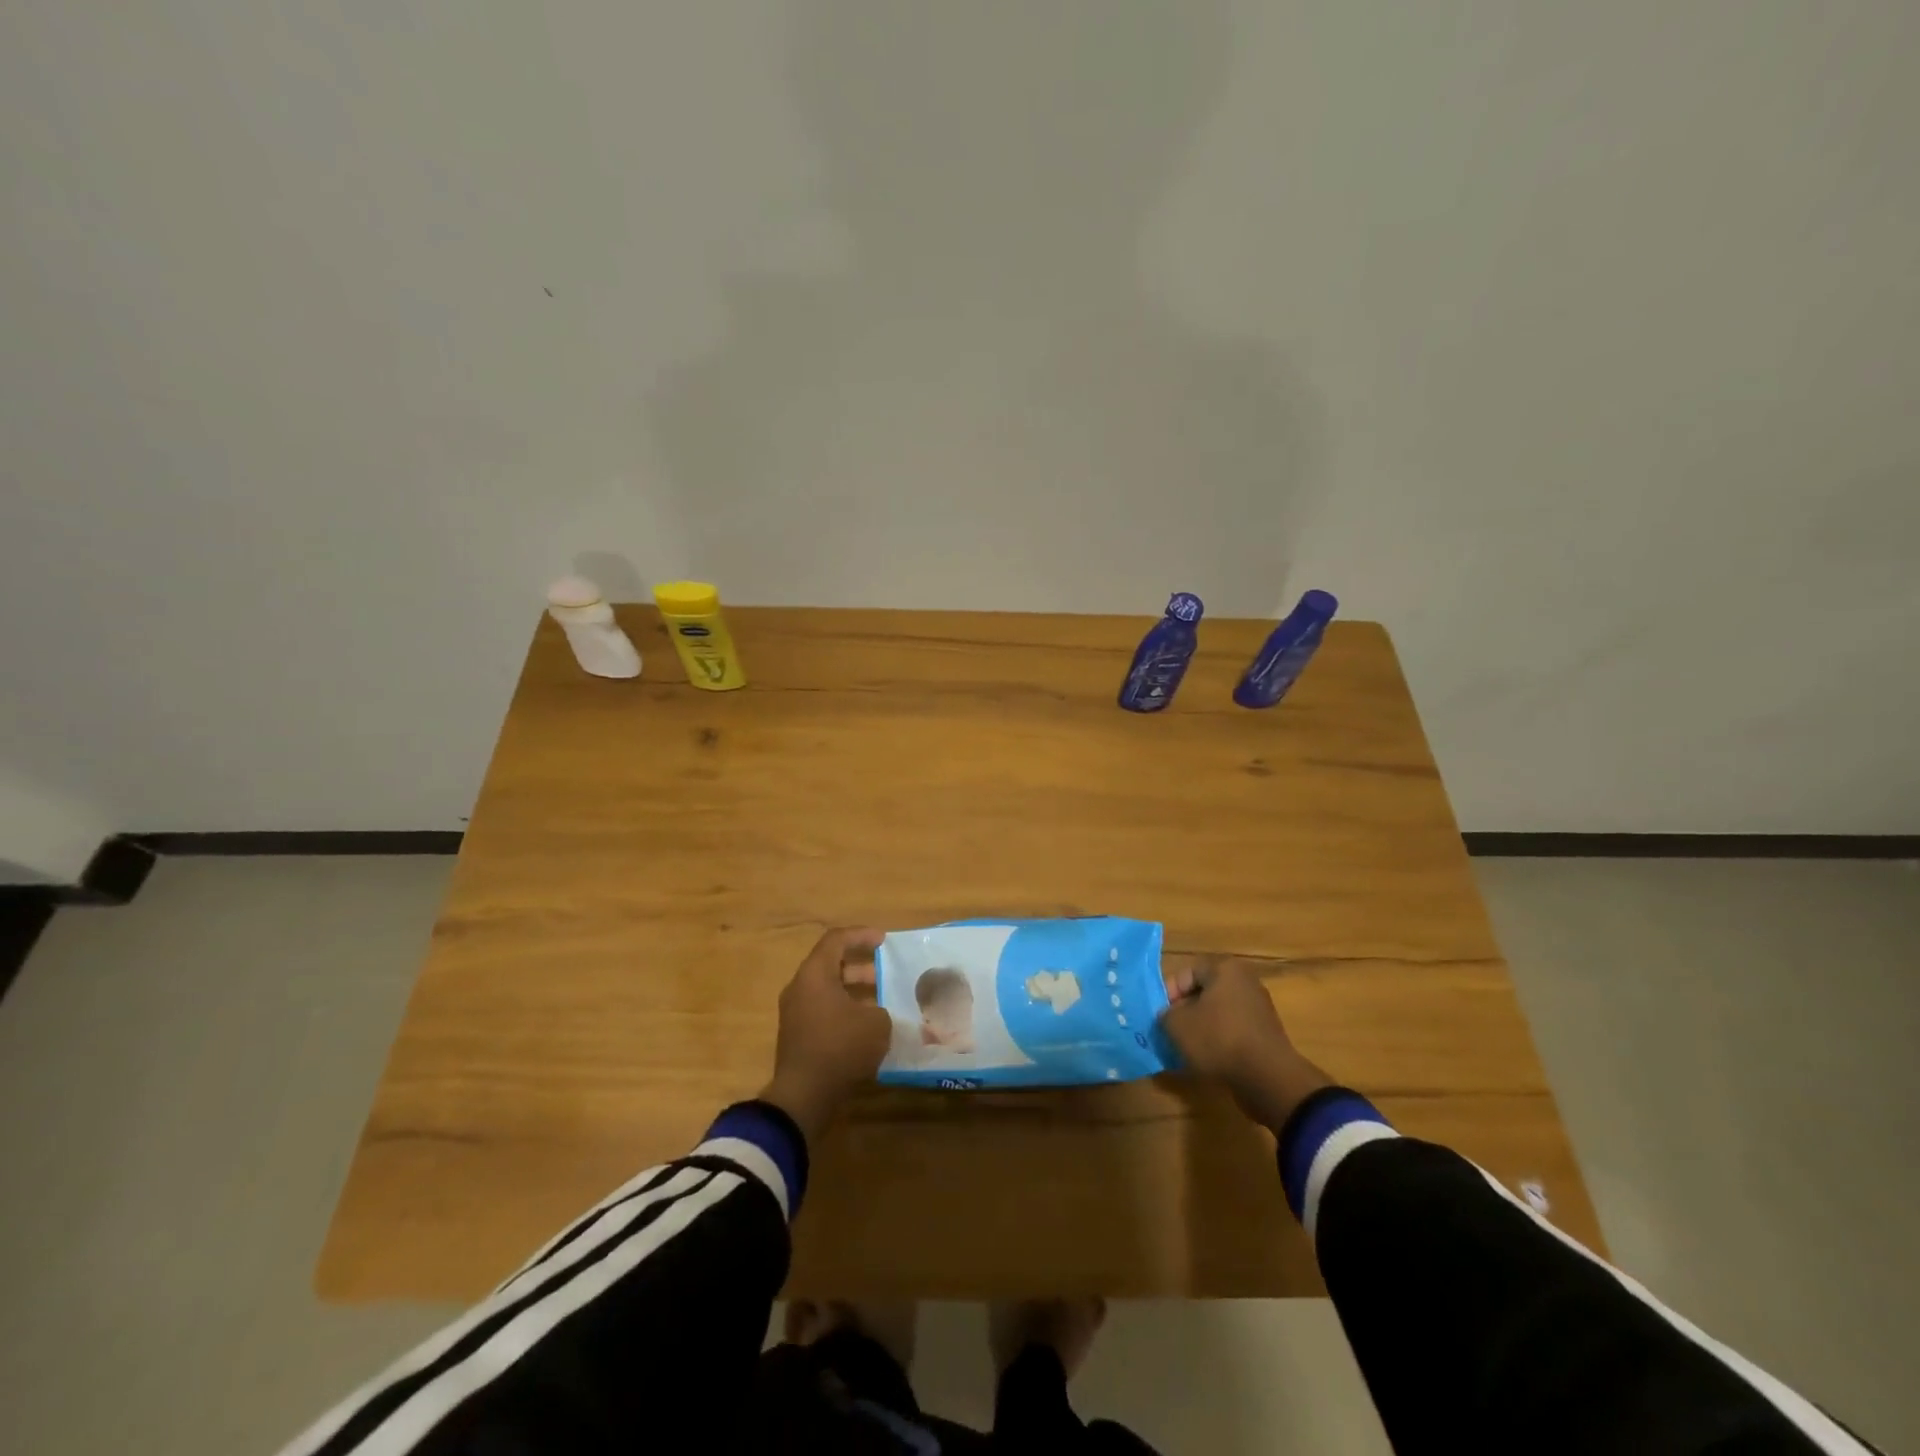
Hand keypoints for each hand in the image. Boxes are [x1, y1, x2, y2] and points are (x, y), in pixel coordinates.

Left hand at [759, 926, 891, 1142]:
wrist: (804, 1096)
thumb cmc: (840, 1047)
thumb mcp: (876, 1023)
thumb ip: (882, 1009)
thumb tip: (879, 1013)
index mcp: (815, 974)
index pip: (836, 939)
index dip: (861, 935)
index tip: (884, 941)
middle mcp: (800, 988)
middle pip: (831, 965)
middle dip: (861, 968)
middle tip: (886, 976)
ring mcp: (795, 1013)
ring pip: (828, 991)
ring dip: (855, 993)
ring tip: (882, 1004)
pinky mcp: (797, 1036)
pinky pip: (824, 1012)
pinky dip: (845, 1013)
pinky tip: (867, 1029)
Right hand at [1159, 956, 1332, 1132]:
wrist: (1267, 1078)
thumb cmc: (1218, 1039)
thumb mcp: (1177, 1025)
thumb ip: (1165, 1014)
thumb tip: (1169, 1016)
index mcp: (1224, 968)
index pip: (1186, 973)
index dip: (1169, 994)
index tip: (1161, 1017)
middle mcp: (1245, 981)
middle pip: (1203, 993)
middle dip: (1185, 1012)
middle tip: (1172, 1032)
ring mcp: (1259, 1008)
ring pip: (1218, 1013)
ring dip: (1201, 1028)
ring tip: (1188, 1049)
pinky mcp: (1266, 1034)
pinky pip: (1233, 1031)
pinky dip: (1219, 1042)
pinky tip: (1209, 1059)